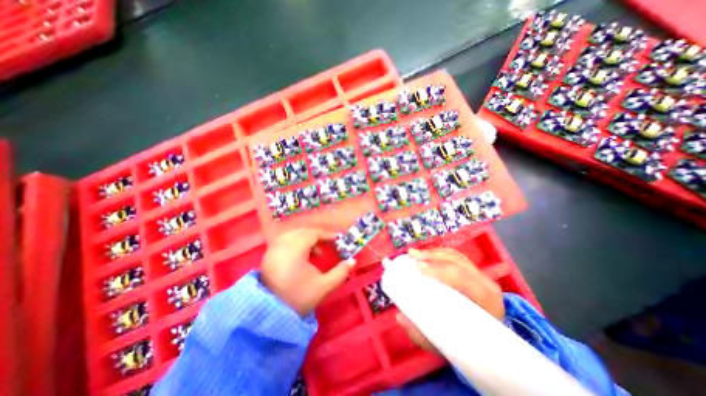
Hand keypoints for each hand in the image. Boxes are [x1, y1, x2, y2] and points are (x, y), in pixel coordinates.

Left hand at [262, 228, 355, 315]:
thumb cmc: (298, 298)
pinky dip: (297, 242)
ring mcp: (273, 249)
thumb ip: (340, 273)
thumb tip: (352, 261)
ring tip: (317, 252)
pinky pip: (285, 240)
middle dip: (318, 235)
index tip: (338, 239)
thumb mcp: (323, 286)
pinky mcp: (268, 255)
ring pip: (294, 234)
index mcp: (295, 250)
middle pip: (303, 231)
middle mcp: (282, 245)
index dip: (327, 234)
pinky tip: (303, 255)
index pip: (313, 233)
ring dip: (307, 238)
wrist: (270, 314)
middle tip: (329, 244)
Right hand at [394, 247, 504, 351]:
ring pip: (455, 256)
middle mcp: (485, 283)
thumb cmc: (470, 343)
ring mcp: (480, 276)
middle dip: (432, 256)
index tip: (418, 268)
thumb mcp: (448, 344)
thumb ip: (423, 334)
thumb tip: (400, 317)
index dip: (439, 269)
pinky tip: (425, 255)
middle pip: (457, 262)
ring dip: (433, 253)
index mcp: (486, 300)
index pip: (461, 277)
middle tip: (412, 256)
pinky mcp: (472, 272)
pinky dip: (437, 253)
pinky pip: (454, 257)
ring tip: (414, 253)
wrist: (493, 343)